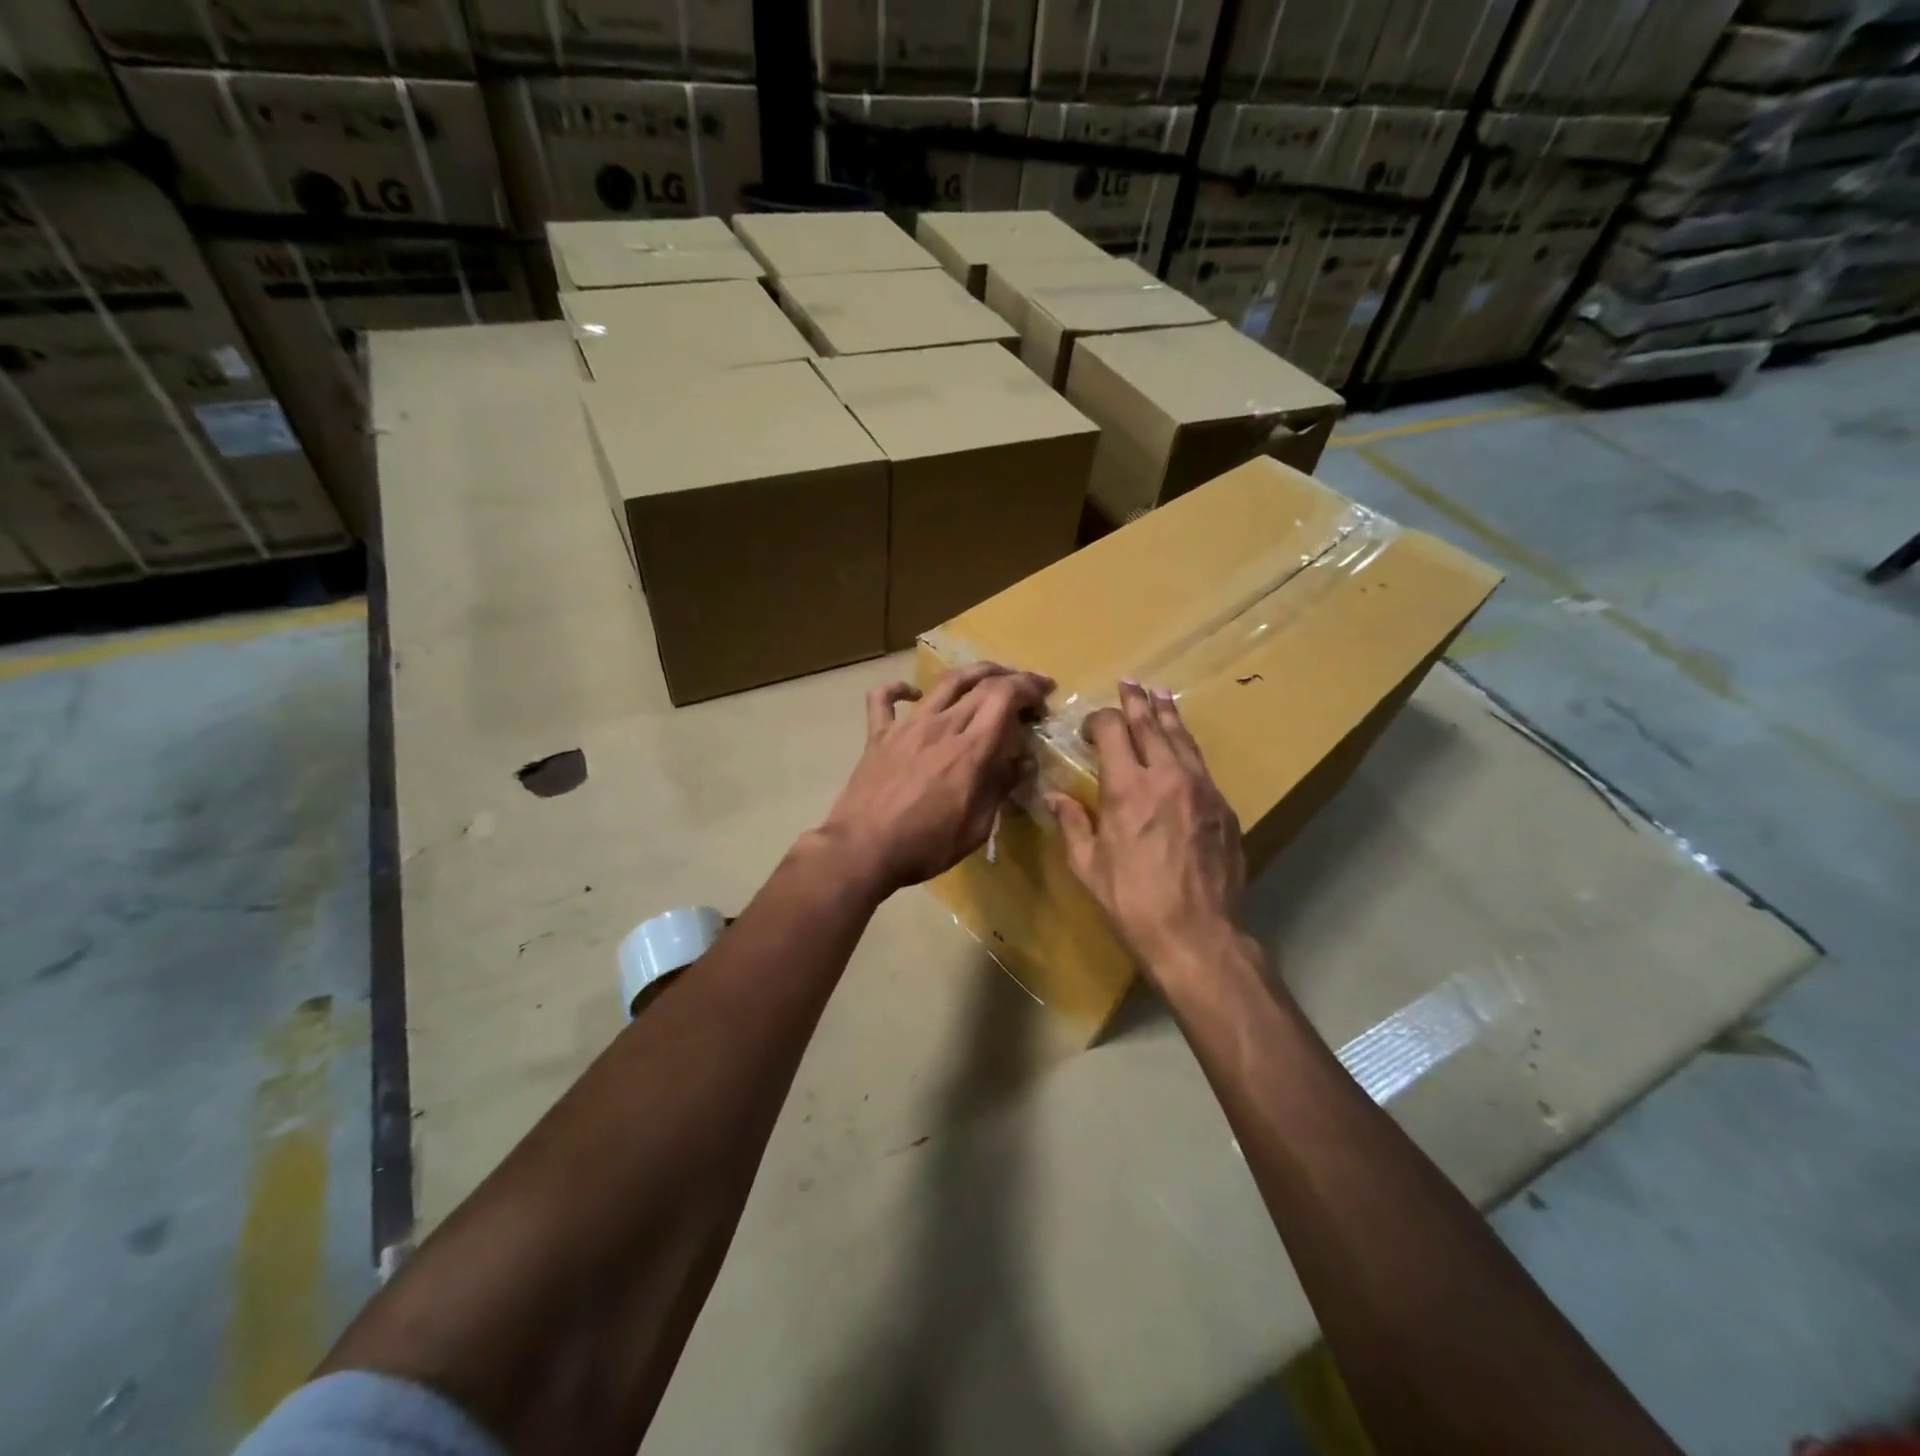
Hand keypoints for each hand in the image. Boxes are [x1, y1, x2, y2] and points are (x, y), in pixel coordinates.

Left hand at [819, 662, 1053, 896]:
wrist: (862, 850)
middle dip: (1012, 679)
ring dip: (973, 673)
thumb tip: (1023, 761)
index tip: (1044, 695)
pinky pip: (884, 698)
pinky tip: (913, 693)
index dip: (1029, 687)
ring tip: (989, 677)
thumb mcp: (977, 827)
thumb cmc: (926, 846)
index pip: (1006, 697)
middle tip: (1026, 692)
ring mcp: (907, 726)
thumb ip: (1001, 788)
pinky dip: (900, 689)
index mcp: (970, 749)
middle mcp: (941, 726)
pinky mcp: (878, 735)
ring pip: (944, 682)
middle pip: (981, 683)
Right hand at [1046, 680, 1245, 980]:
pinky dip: (1187, 748)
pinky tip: (1183, 748)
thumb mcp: (1088, 866)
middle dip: (1137, 701)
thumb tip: (1052, 796)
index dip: (1099, 720)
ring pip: (1184, 739)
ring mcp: (1202, 789)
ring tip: (1161, 695)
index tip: (1089, 725)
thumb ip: (1072, 824)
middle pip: (1151, 725)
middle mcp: (1167, 776)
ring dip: (1168, 715)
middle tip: (1130, 681)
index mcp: (1128, 787)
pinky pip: (1202, 766)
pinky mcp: (1224, 807)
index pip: (1113, 732)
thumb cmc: (1132, 901)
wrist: (1197, 935)